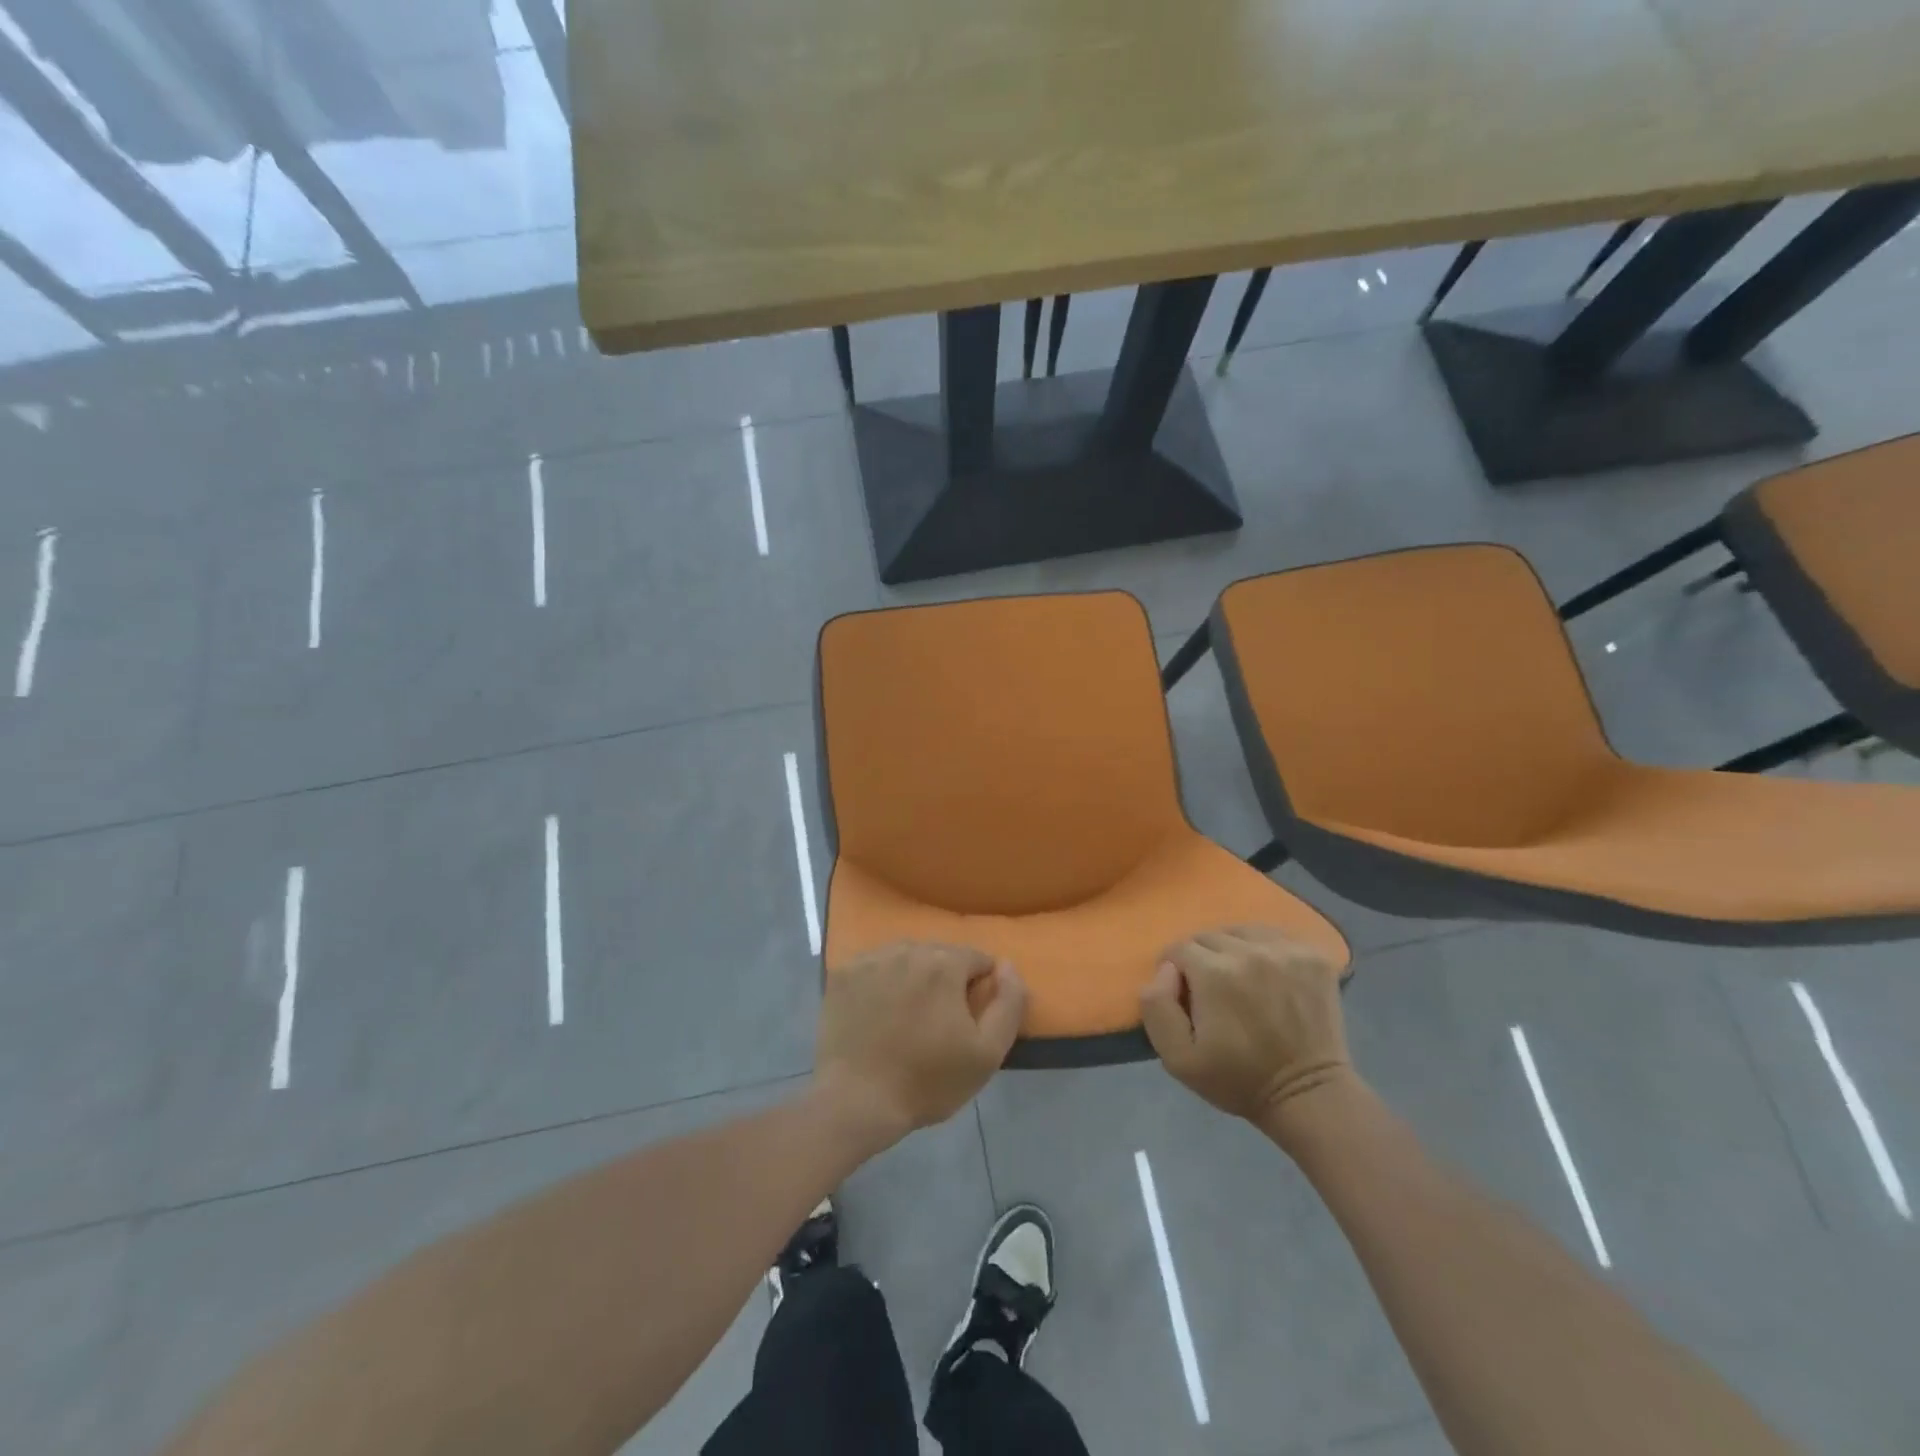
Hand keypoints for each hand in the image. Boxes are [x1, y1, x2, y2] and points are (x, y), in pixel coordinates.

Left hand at [816, 942, 1026, 1144]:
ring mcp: (871, 958)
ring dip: (914, 977)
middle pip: (940, 954)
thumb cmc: (927, 1081)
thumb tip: (1007, 966)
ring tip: (908, 1016)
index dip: (979, 987)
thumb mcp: (987, 1053)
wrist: (856, 1101)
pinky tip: (879, 1011)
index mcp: (945, 963)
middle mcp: (908, 949)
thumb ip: (1009, 1003)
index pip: (977, 958)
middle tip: (938, 1021)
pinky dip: (882, 981)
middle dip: (946, 980)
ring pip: (906, 957)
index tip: (969, 1019)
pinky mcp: (843, 974)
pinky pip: (875, 966)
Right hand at [1139, 925, 1352, 1129]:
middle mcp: (1250, 951)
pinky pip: (1275, 935)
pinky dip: (1264, 948)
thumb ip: (1157, 1006)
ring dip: (1232, 949)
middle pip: (1209, 937)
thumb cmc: (1238, 1080)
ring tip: (1240, 979)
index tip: (1184, 995)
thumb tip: (1165, 970)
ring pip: (1241, 931)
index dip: (1175, 971)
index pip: (1179, 949)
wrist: (1308, 1097)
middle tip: (1212, 992)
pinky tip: (1268, 974)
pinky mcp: (1314, 955)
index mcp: (1214, 972)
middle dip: (1202, 960)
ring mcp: (1286, 950)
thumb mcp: (1178, 1059)